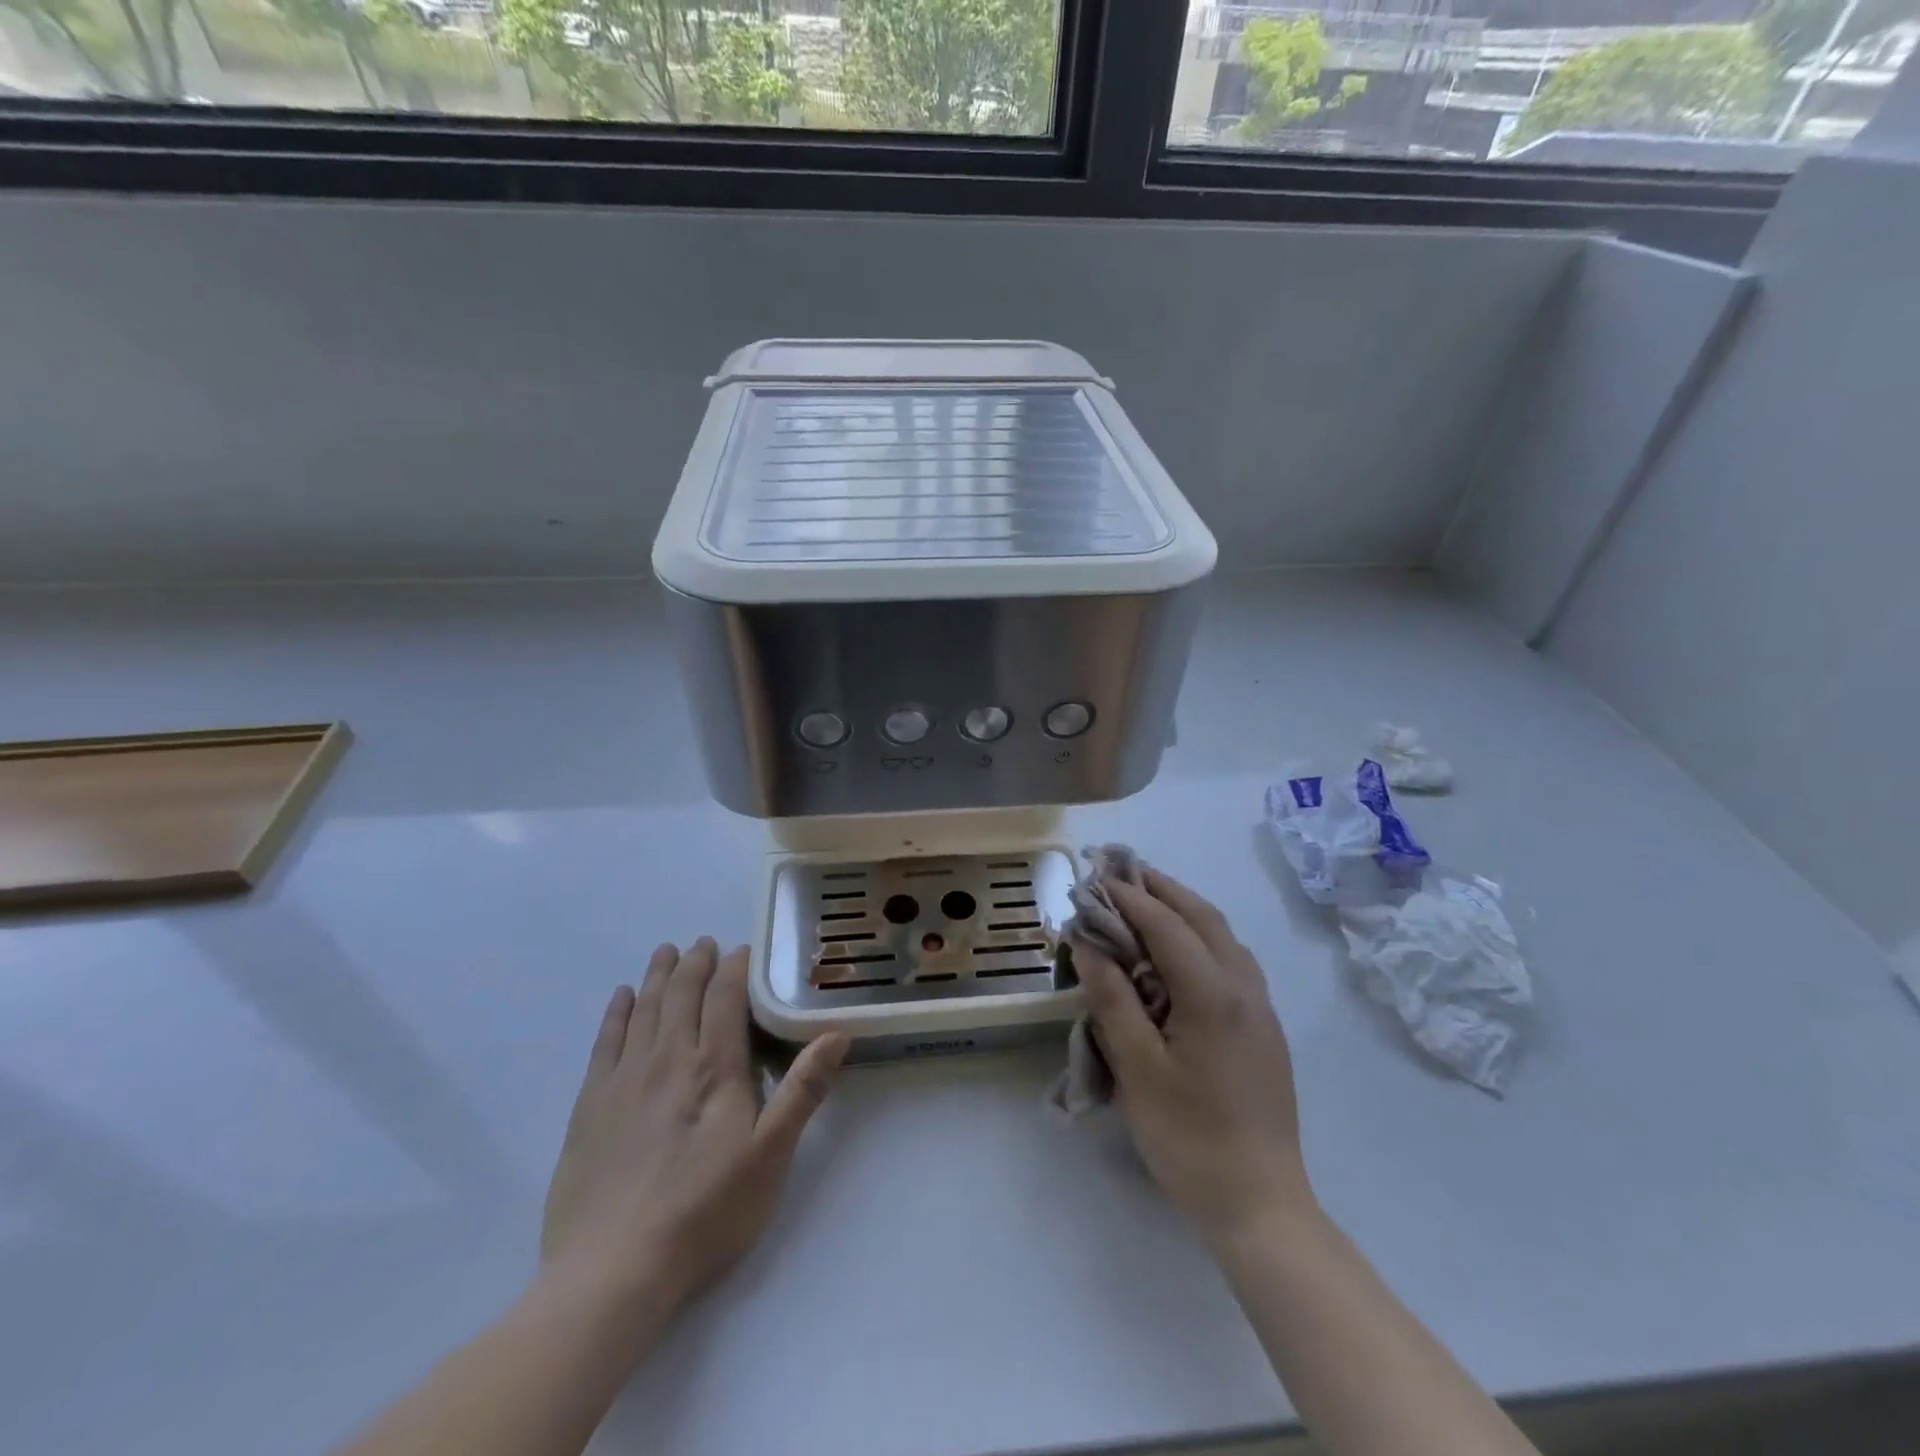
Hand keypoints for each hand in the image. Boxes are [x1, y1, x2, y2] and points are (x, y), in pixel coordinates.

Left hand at [540, 939, 849, 1322]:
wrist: (612, 1273)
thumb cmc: (705, 1213)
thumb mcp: (770, 1156)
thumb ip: (802, 1090)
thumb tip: (837, 1033)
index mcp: (714, 1068)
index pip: (725, 998)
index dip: (735, 968)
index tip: (743, 949)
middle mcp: (667, 1059)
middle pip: (681, 994)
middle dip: (695, 963)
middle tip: (703, 943)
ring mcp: (624, 1081)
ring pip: (644, 1010)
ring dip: (657, 976)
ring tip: (665, 952)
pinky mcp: (590, 1107)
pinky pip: (605, 1042)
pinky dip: (616, 1013)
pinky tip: (622, 998)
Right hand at [1071, 869, 1314, 1247]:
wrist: (1259, 1203)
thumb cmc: (1188, 1136)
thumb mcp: (1137, 1068)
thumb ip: (1112, 998)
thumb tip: (1089, 943)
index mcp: (1213, 994)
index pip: (1166, 924)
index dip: (1128, 898)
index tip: (1095, 880)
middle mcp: (1244, 987)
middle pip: (1203, 917)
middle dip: (1161, 889)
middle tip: (1121, 874)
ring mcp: (1261, 1007)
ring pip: (1223, 935)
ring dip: (1184, 909)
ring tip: (1146, 901)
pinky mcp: (1264, 1027)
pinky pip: (1232, 960)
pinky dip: (1201, 936)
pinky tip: (1179, 950)